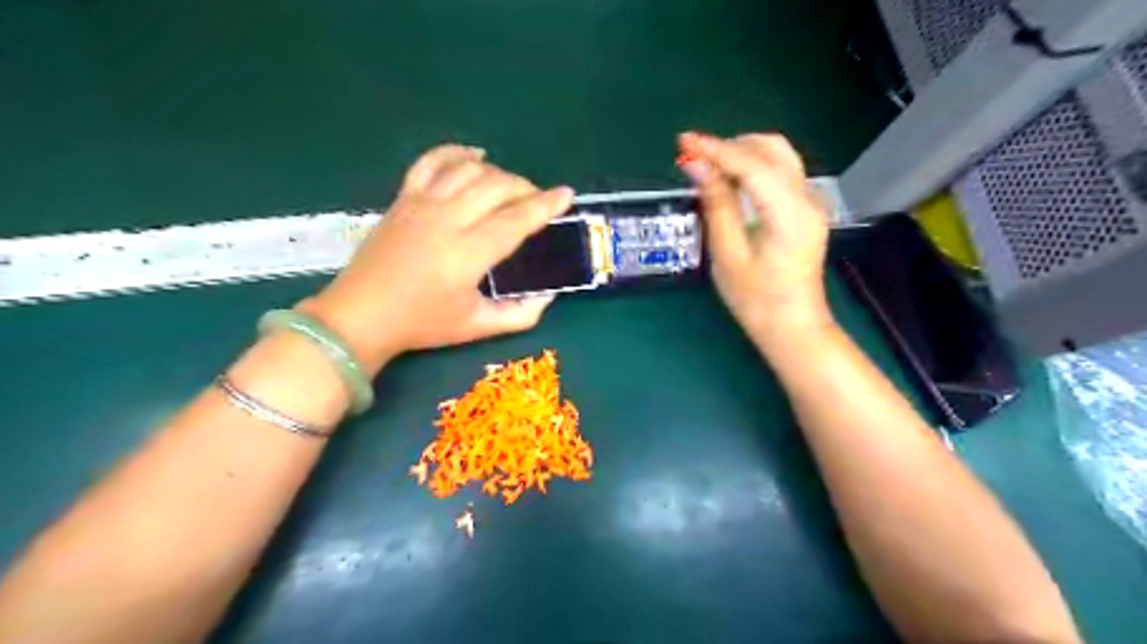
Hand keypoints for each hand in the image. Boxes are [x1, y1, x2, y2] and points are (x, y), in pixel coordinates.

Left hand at [302, 141, 573, 370]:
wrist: (360, 316)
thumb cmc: (422, 324)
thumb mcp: (477, 327)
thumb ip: (520, 315)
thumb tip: (548, 297)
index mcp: (467, 254)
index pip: (516, 219)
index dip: (545, 205)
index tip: (567, 194)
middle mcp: (447, 220)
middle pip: (497, 187)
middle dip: (526, 188)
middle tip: (538, 201)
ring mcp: (421, 204)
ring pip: (469, 171)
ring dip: (498, 174)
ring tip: (511, 188)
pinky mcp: (403, 198)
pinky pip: (431, 162)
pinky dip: (456, 152)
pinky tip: (475, 157)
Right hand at [680, 132, 834, 341]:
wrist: (792, 325)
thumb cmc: (756, 299)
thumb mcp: (728, 254)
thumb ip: (716, 204)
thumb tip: (697, 165)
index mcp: (790, 213)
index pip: (752, 165)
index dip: (716, 149)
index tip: (684, 141)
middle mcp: (807, 198)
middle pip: (772, 149)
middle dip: (731, 146)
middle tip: (694, 157)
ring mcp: (811, 202)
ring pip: (778, 156)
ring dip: (742, 154)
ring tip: (708, 168)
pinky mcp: (806, 209)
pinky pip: (780, 173)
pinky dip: (753, 168)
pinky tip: (730, 182)